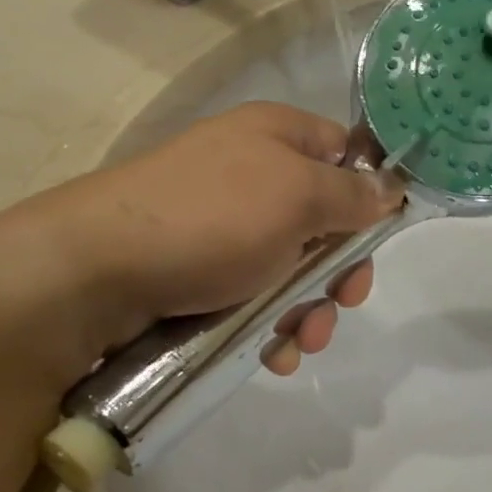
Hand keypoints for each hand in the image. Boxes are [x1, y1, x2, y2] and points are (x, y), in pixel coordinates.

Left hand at [0, 102, 401, 377]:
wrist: (97, 272)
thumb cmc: (212, 219)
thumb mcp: (298, 196)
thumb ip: (354, 195)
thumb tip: (394, 186)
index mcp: (277, 138)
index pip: (345, 153)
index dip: (371, 192)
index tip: (382, 235)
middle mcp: (254, 176)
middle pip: (326, 223)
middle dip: (340, 272)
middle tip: (343, 302)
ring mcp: (227, 228)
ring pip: (295, 271)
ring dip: (310, 311)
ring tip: (300, 341)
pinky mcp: (204, 274)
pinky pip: (258, 298)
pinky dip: (273, 326)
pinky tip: (273, 353)